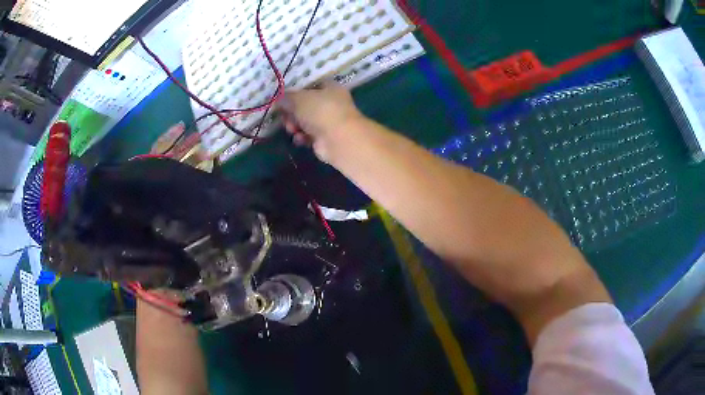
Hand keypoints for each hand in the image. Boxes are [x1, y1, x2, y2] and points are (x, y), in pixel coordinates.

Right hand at [279, 80, 362, 160]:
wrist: (338, 139)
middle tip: (285, 116)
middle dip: (292, 112)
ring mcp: (329, 121)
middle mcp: (331, 103)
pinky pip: (308, 135)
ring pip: (305, 121)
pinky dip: (302, 137)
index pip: (310, 85)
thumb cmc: (320, 111)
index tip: (282, 98)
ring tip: (292, 129)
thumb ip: (286, 98)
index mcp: (330, 88)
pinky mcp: (325, 138)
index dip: (295, 91)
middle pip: (305, 105)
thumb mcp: (298, 99)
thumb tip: (279, 100)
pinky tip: (300, 138)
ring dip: (295, 125)